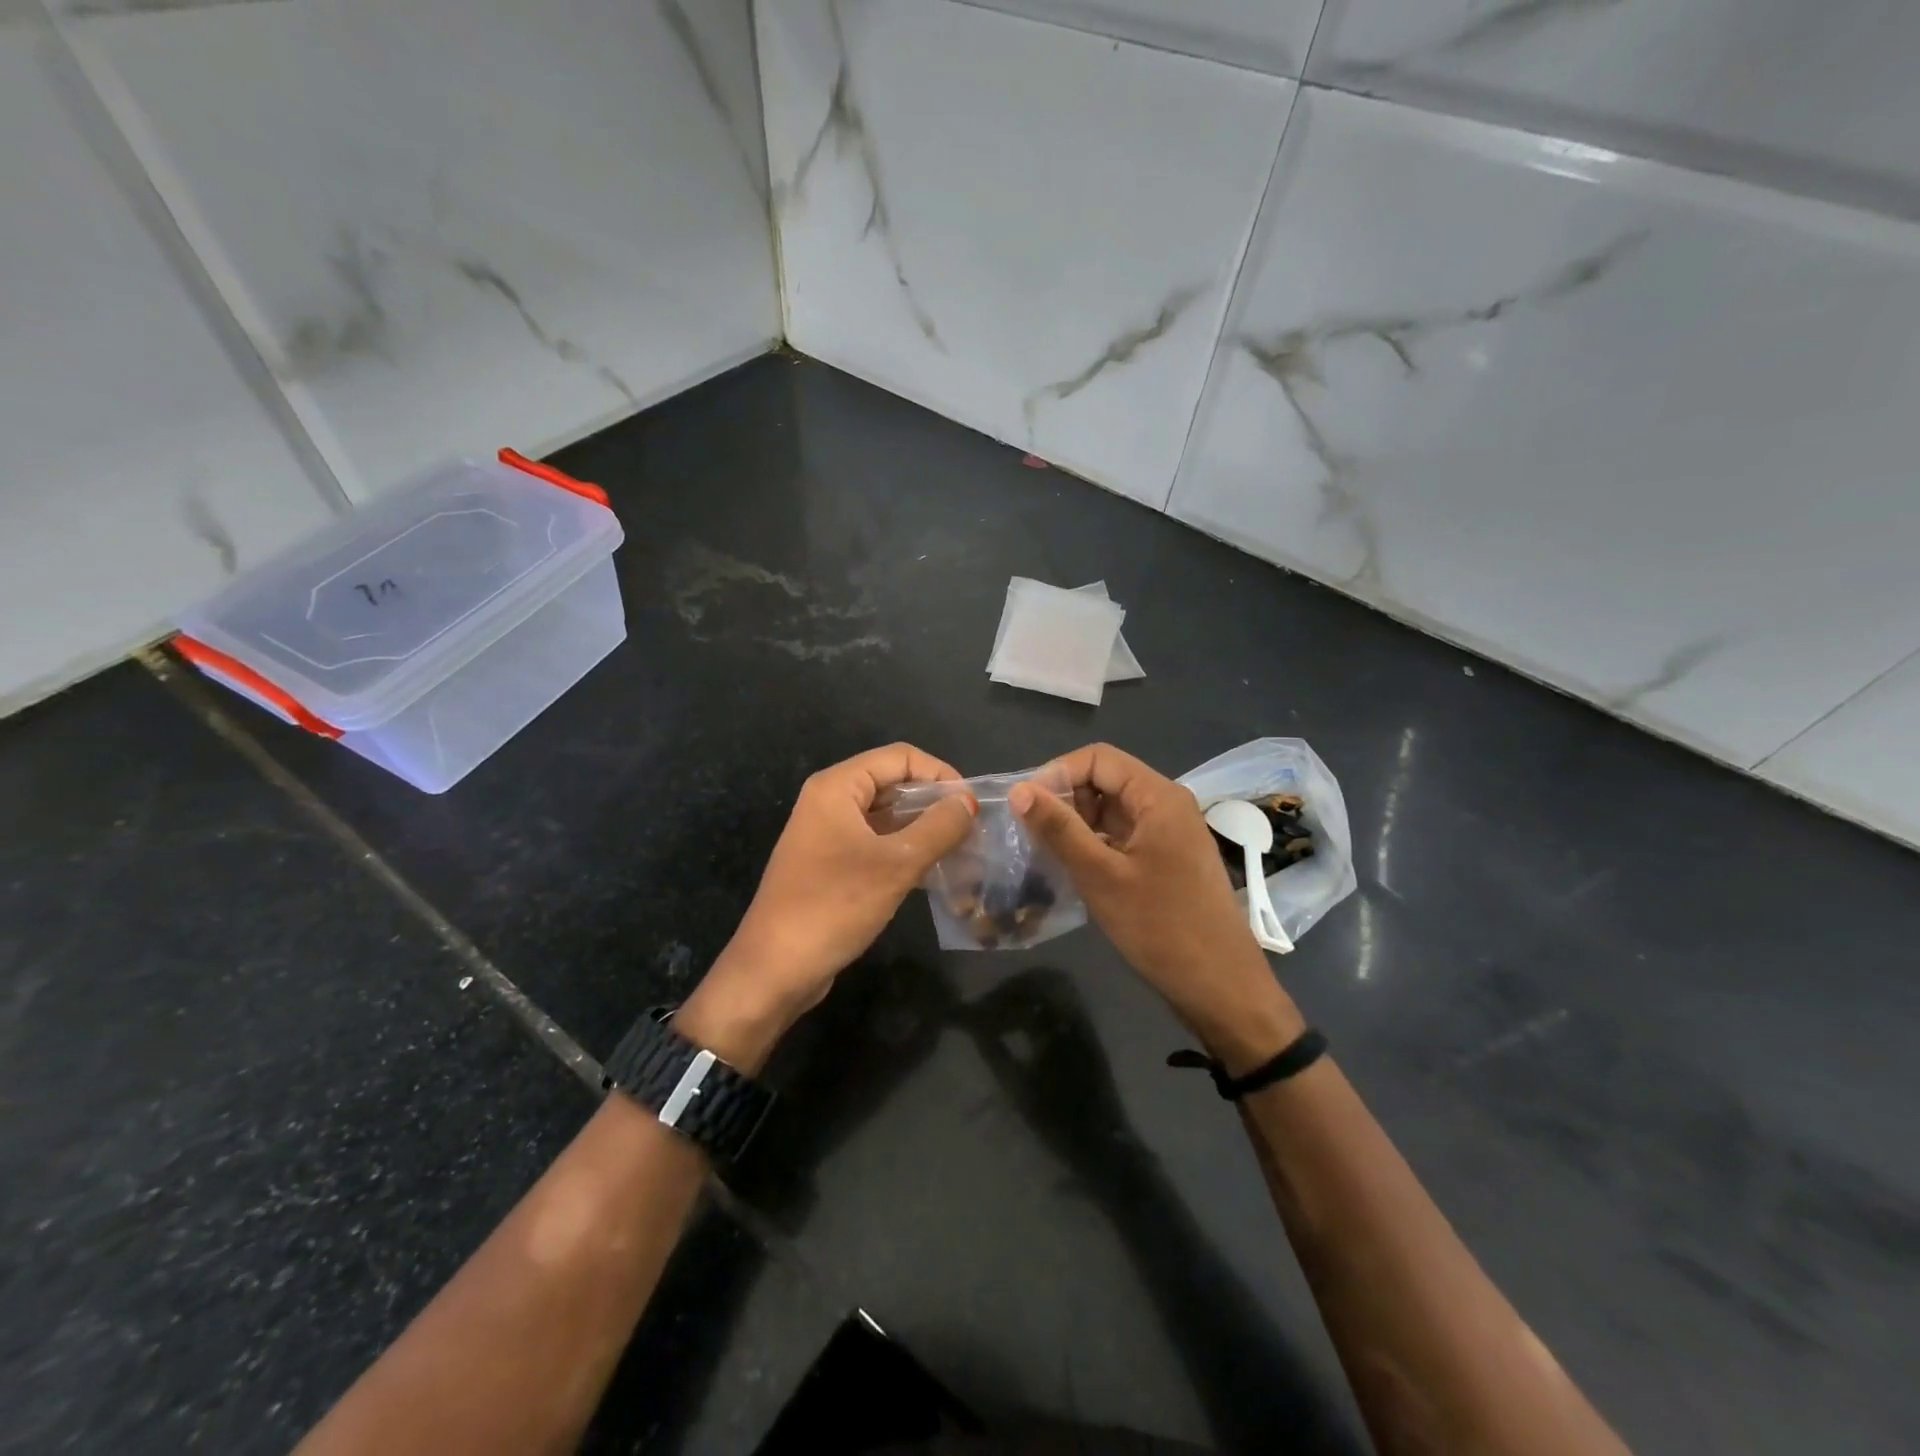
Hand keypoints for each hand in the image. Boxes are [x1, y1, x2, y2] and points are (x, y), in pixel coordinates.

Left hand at [678, 744, 976, 1070]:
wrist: (775, 969)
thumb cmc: (834, 905)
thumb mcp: (896, 864)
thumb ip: (938, 828)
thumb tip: (968, 802)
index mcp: (838, 787)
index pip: (900, 757)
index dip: (940, 774)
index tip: (971, 806)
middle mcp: (830, 801)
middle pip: (893, 784)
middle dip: (934, 803)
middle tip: (972, 831)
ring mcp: (828, 834)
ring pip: (887, 817)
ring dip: (924, 830)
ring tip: (962, 852)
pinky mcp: (831, 865)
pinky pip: (876, 844)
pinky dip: (905, 852)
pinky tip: (934, 873)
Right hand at [1010, 744, 1303, 1073]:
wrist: (1221, 987)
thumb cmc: (1160, 927)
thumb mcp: (1100, 876)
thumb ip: (1059, 829)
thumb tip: (1019, 791)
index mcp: (1158, 796)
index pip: (1098, 758)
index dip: (1057, 773)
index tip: (1025, 806)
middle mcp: (1167, 805)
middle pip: (1106, 780)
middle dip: (1065, 799)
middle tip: (1031, 833)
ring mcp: (1170, 833)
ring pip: (1112, 810)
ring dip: (1077, 824)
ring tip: (1044, 851)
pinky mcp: (1167, 860)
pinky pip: (1124, 836)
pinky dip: (1095, 844)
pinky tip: (1071, 869)